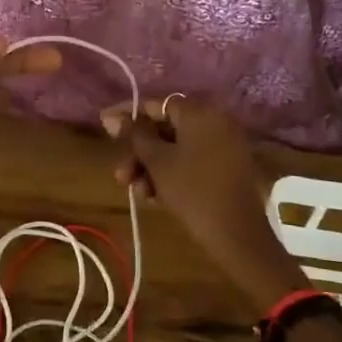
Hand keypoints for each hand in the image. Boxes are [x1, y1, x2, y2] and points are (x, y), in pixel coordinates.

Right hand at [101, 96, 307, 311]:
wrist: (237, 236)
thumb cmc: (192, 192)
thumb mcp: (157, 162)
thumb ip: (134, 134)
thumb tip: (112, 116)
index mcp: (200, 113)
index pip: (156, 104)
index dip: (128, 115)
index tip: (104, 126)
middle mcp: (215, 121)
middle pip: (165, 128)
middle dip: (139, 152)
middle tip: (120, 174)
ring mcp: (224, 145)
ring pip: (176, 148)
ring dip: (152, 167)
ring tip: (137, 192)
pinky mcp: (227, 167)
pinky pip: (192, 160)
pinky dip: (172, 173)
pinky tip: (155, 197)